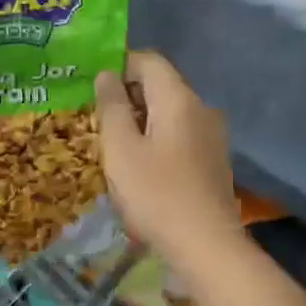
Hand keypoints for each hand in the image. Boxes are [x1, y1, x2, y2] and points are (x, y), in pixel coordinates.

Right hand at [95, 51, 244, 268]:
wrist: (206, 245)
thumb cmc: (156, 194)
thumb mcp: (121, 149)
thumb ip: (111, 107)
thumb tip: (107, 74)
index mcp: (179, 99)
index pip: (149, 60)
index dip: (119, 65)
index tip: (92, 87)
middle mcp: (201, 108)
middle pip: (160, 85)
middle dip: (127, 96)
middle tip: (96, 119)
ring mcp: (212, 135)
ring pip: (169, 112)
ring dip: (140, 120)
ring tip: (114, 145)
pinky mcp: (213, 159)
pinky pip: (180, 133)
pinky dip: (157, 138)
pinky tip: (141, 166)